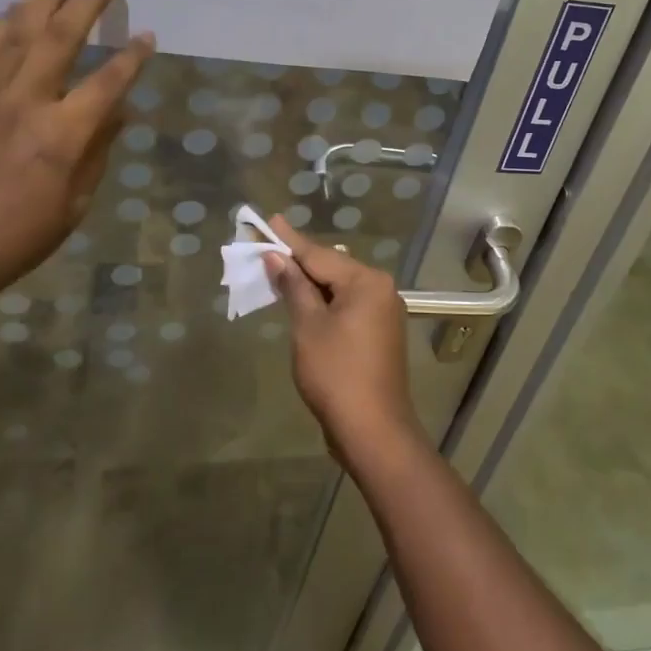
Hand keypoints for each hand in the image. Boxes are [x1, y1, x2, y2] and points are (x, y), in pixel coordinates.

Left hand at [0, 0, 153, 310]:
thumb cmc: (17, 237)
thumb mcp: (75, 203)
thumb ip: (98, 151)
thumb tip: (119, 113)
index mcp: (62, 133)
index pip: (108, 82)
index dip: (132, 57)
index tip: (148, 35)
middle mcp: (26, 103)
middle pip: (59, 37)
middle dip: (87, 2)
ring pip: (16, 33)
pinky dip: (0, 27)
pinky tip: (11, 13)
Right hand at [264, 216, 424, 465]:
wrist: (373, 430)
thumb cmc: (336, 373)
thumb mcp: (308, 326)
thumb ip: (294, 287)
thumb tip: (278, 258)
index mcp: (366, 281)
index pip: (319, 254)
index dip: (290, 240)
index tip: (270, 220)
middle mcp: (380, 289)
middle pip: (331, 268)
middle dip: (298, 261)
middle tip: (267, 247)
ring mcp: (383, 312)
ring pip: (339, 288)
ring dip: (309, 284)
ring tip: (278, 270)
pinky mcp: (379, 333)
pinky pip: (346, 306)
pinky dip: (323, 303)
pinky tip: (303, 301)